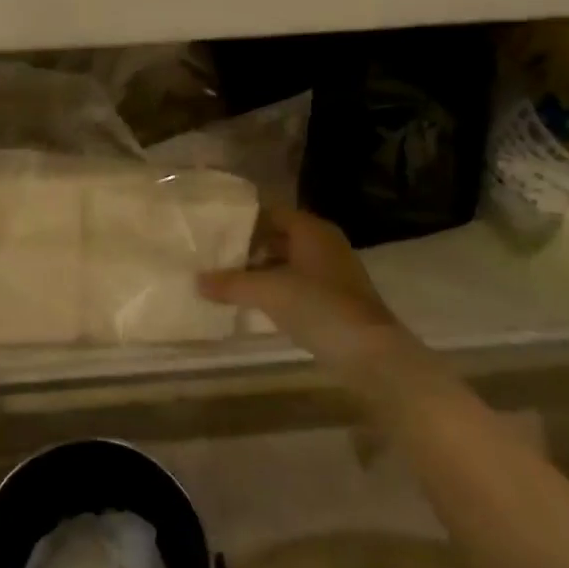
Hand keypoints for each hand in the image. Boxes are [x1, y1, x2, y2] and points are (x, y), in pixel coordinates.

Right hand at [198, 207, 416, 385]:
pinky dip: (280, 289)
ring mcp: (335, 271)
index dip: (244, 222)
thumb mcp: (268, 292)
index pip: (272, 213)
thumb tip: (197, 280)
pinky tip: (260, 305)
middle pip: (281, 236)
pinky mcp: (339, 299)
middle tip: (220, 260)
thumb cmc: (318, 307)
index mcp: (312, 229)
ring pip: (291, 261)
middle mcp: (325, 243)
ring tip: (233, 283)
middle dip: (251, 248)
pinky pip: (301, 283)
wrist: (371, 355)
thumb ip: (231, 283)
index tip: (217, 235)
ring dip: (264, 271)